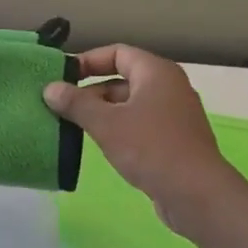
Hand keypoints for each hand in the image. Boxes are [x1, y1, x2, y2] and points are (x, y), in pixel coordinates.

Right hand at [45, 45, 245, 230]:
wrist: (197, 195)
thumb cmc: (151, 148)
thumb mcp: (106, 124)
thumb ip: (76, 104)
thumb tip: (50, 88)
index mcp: (156, 72)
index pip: (117, 52)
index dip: (88, 61)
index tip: (62, 77)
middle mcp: (169, 87)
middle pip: (123, 79)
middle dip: (91, 91)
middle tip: (61, 106)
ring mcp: (174, 115)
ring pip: (130, 105)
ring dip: (102, 113)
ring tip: (73, 127)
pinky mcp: (174, 141)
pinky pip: (140, 125)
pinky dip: (118, 130)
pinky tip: (100, 146)